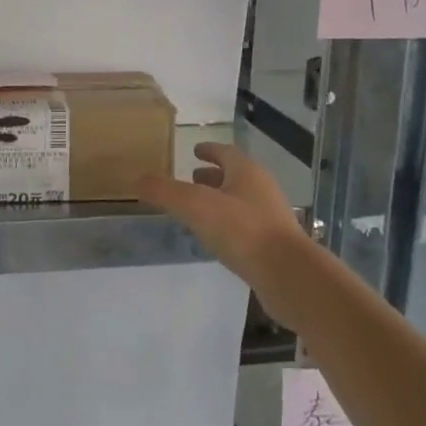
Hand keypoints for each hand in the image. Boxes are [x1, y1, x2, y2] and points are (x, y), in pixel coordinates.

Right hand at [138, 141, 313, 291]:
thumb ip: (165, 192)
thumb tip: (137, 180)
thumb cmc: (242, 230)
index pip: (225, 153)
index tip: (195, 150)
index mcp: (247, 173)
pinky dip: (228, 224)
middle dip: (212, 176)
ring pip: (240, 201)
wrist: (288, 275)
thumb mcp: (195, 206)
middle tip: (191, 178)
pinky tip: (215, 237)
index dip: (209, 150)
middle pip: (234, 176)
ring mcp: (271, 218)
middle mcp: (262, 190)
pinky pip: (245, 226)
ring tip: (197, 208)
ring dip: (219, 200)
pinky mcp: (273, 245)